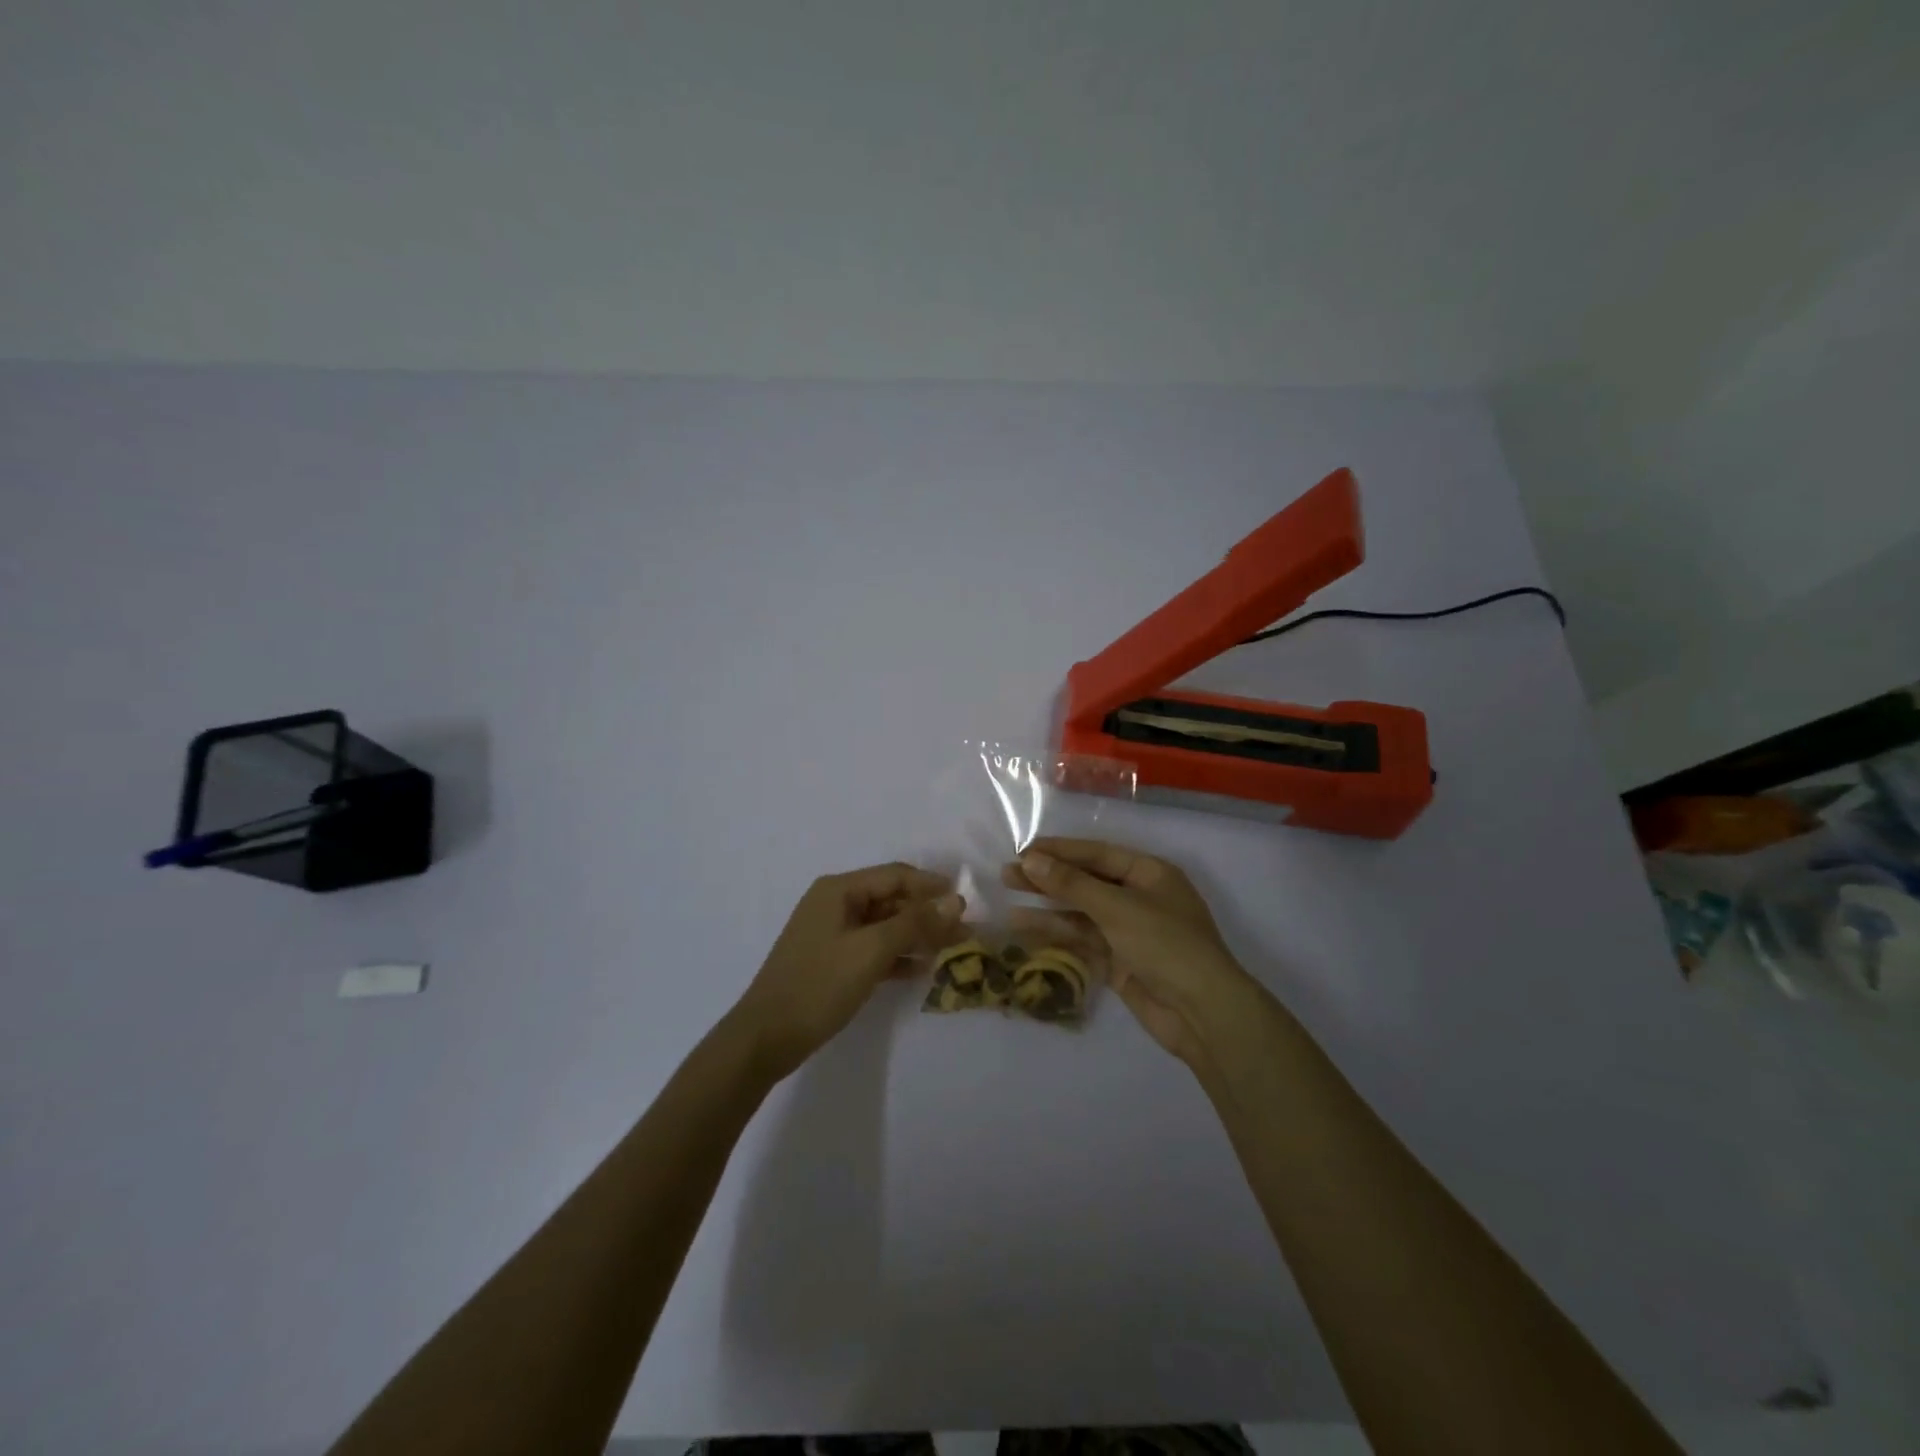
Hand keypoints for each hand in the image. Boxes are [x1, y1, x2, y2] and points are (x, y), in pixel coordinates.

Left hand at [728, 862, 961, 1080]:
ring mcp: (833, 934)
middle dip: (928, 914)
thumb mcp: (871, 950)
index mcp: (839, 890)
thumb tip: (955, 901)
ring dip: (917, 936)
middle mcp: (836, 904)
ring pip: (885, 926)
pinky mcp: (833, 961)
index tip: (966, 901)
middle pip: (892, 900)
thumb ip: (915, 923)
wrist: (766, 1037)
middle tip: (964, 931)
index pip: (896, 876)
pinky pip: (874, 949)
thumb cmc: (819, 985)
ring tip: (951, 950)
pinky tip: (923, 970)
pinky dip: (898, 956)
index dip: (932, 886)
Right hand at [1006, 838, 1262, 1066]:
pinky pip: (1083, 939)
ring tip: (1008, 899)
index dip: (1060, 851)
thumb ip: (1072, 884)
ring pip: (1081, 912)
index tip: (1023, 850)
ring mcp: (1129, 931)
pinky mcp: (1120, 961)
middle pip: (1087, 881)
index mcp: (1149, 873)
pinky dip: (1057, 933)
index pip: (1097, 854)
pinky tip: (1025, 928)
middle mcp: (1139, 897)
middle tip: (1007, 873)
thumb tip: (1030, 859)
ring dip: (1048, 906)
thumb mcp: (1117, 907)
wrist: (1202, 1013)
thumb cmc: (1166, 945)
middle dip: (1049, 877)